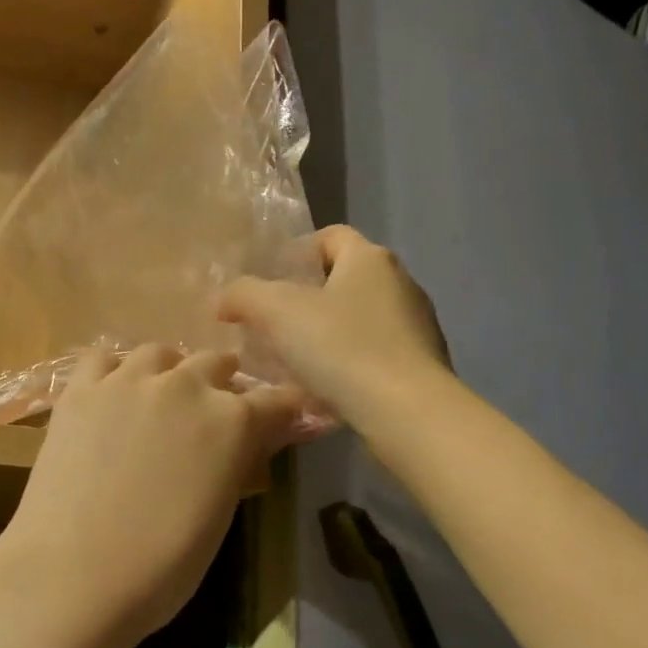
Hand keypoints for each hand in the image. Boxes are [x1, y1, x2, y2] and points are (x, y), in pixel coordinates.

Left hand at [0, 345, 305, 647]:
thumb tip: (246, 443)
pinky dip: (114, 370)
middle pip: (215, 362)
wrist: (73, 576)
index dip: (282, 409)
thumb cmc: (161, 567)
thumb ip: (236, 463)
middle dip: (221, 382)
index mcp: (232, 421)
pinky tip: (111, 393)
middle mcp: (186, 385)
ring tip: (159, 395)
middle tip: (211, 410)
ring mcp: (128, 380)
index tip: (280, 417)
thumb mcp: (219, 516)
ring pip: (160, 353)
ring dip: (169, 370)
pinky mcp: (81, 389)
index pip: (276, 400)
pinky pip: (103, 358)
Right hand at [217, 225, 449, 427]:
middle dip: (308, 297)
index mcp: (370, 259)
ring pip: (360, 318)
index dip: (297, 252)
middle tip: (273, 323)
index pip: (331, 236)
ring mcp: (417, 325)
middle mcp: (400, 283)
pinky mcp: (423, 364)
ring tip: (295, 360)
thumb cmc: (342, 347)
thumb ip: (244, 295)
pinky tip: (327, 388)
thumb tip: (224, 299)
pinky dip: (350, 362)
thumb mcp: (277, 312)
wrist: (407, 411)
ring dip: (328, 333)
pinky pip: (375, 352)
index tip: (270, 281)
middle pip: (345, 278)